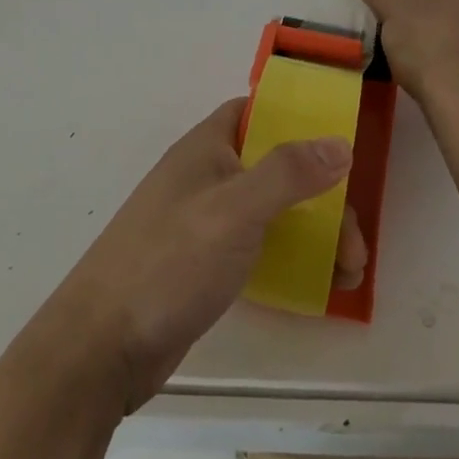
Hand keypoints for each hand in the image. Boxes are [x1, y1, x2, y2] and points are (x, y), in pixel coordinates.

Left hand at [40, 98, 367, 413]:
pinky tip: (317, 285)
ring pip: (272, 210)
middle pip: (276, 166)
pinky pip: (259, 246)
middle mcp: (207, 176)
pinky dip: (290, 257)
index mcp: (207, 147)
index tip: (341, 140)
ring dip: (314, 231)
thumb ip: (288, 173)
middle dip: (322, 193)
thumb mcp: (234, 209)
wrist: (102, 347)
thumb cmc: (170, 261)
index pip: (257, 111)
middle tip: (356, 241)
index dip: (298, 116)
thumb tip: (340, 143)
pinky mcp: (205, 264)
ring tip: (350, 273)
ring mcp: (205, 222)